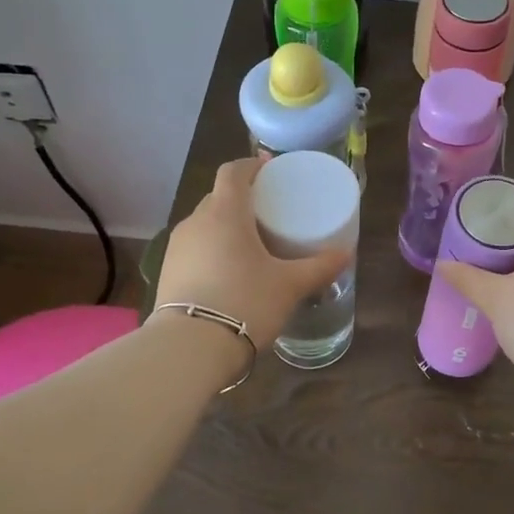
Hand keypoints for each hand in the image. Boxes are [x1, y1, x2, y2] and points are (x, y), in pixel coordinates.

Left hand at [153, 157, 350, 348]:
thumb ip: (320, 267)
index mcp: (225, 212)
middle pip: (218, 197)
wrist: (190, 348)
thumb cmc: (245, 302)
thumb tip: (346, 253)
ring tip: (252, 244)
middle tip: (269, 212)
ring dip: (226, 227)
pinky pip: (195, 249)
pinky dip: (213, 250)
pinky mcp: (167, 273)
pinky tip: (230, 273)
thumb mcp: (290, 285)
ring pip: (205, 224)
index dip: (252, 165)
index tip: (270, 169)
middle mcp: (196, 222)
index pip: (233, 172)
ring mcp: (177, 248)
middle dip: (242, 198)